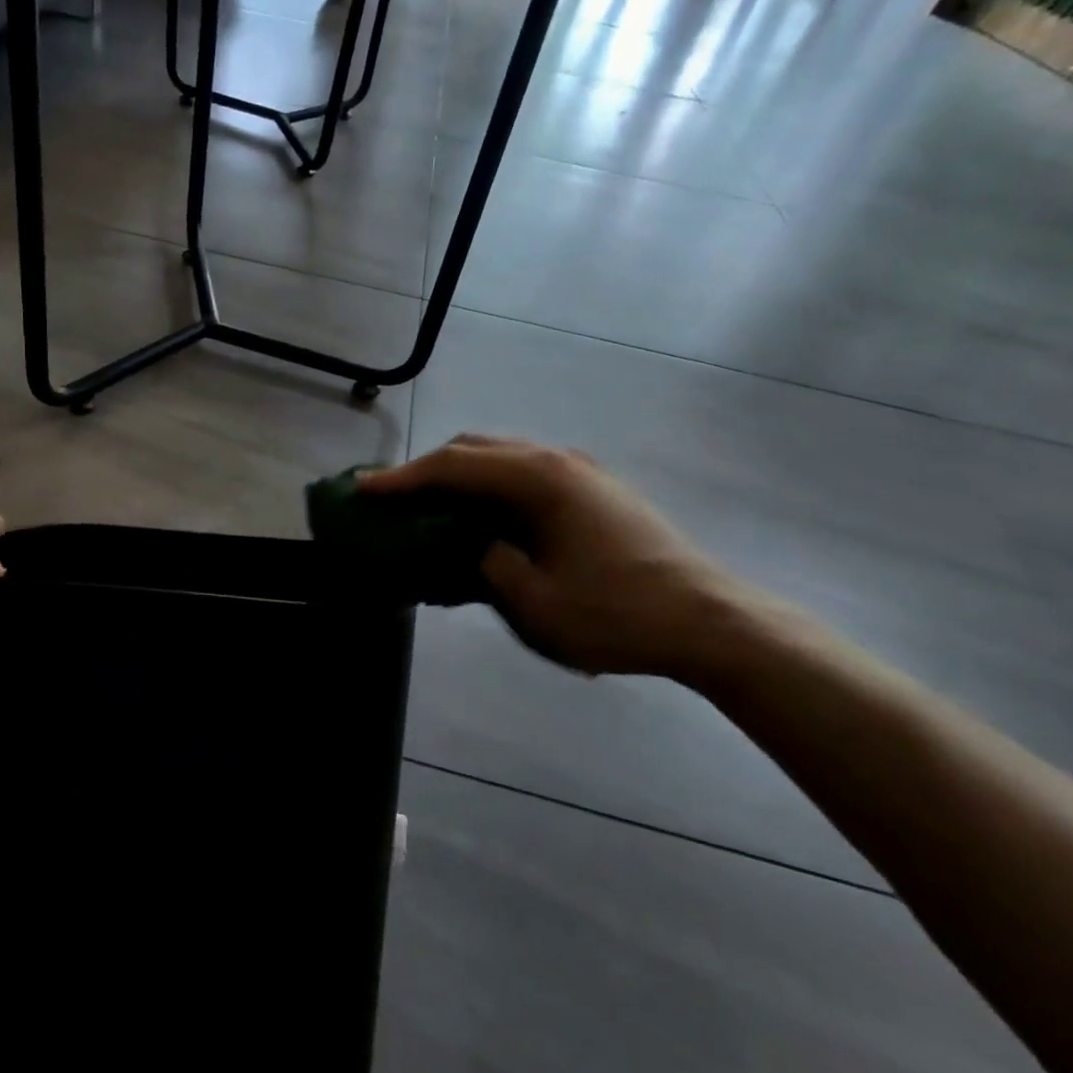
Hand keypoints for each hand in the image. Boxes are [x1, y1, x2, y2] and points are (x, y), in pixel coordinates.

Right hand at [359, 437, 753, 680]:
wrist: (710, 622)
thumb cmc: (618, 614)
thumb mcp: (534, 602)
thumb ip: (488, 564)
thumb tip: (475, 546)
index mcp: (538, 479)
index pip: (453, 466)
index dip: (402, 478)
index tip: (362, 488)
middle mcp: (556, 460)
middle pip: (475, 450)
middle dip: (428, 470)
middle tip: (393, 497)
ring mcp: (580, 472)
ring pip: (502, 459)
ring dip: (461, 478)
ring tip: (431, 507)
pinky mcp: (594, 490)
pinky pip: (526, 476)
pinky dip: (491, 489)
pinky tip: (483, 519)